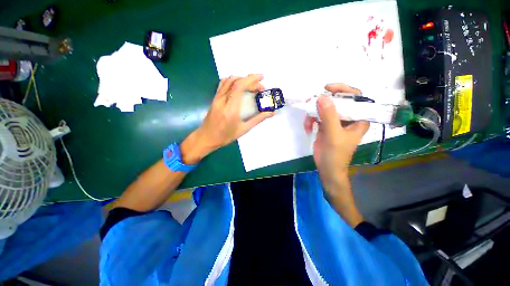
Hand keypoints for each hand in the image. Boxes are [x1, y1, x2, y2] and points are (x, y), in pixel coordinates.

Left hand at [181, 74, 273, 163]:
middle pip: (236, 81)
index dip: (252, 79)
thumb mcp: (243, 129)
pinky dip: (233, 81)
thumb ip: (258, 119)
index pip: (240, 86)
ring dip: (242, 79)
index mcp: (230, 108)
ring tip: (251, 86)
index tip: (262, 78)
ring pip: (229, 80)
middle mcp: (222, 100)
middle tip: (260, 88)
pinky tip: (239, 86)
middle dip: (250, 81)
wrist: (206, 138)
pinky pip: (223, 84)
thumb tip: (271, 112)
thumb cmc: (225, 136)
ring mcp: (217, 97)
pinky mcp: (214, 98)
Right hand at [304, 83, 368, 220]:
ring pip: (324, 109)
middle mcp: (348, 118)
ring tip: (308, 123)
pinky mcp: (325, 126)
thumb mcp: (333, 135)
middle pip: (337, 101)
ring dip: (313, 114)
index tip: (328, 88)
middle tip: (310, 102)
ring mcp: (335, 122)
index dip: (343, 89)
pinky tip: (308, 128)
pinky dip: (311, 121)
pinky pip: (317, 117)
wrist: (327, 168)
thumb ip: (329, 116)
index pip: (356, 97)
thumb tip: (322, 97)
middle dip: (322, 102)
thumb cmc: (336, 155)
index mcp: (358, 119)